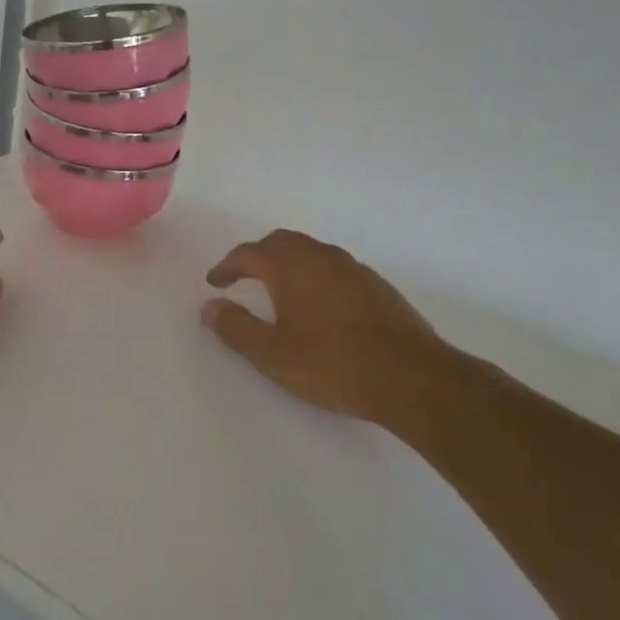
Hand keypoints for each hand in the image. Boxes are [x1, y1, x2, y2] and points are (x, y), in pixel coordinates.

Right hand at [202, 229, 457, 427]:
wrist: (410, 377)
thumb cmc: (332, 364)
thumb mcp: (272, 354)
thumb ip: (236, 328)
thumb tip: (209, 307)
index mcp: (291, 266)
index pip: (249, 253)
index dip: (227, 266)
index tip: (215, 282)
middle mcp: (321, 256)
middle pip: (282, 243)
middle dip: (258, 256)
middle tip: (243, 277)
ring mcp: (353, 268)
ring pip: (312, 252)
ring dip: (289, 264)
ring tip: (279, 290)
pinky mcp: (377, 286)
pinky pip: (335, 269)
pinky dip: (316, 276)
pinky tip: (320, 305)